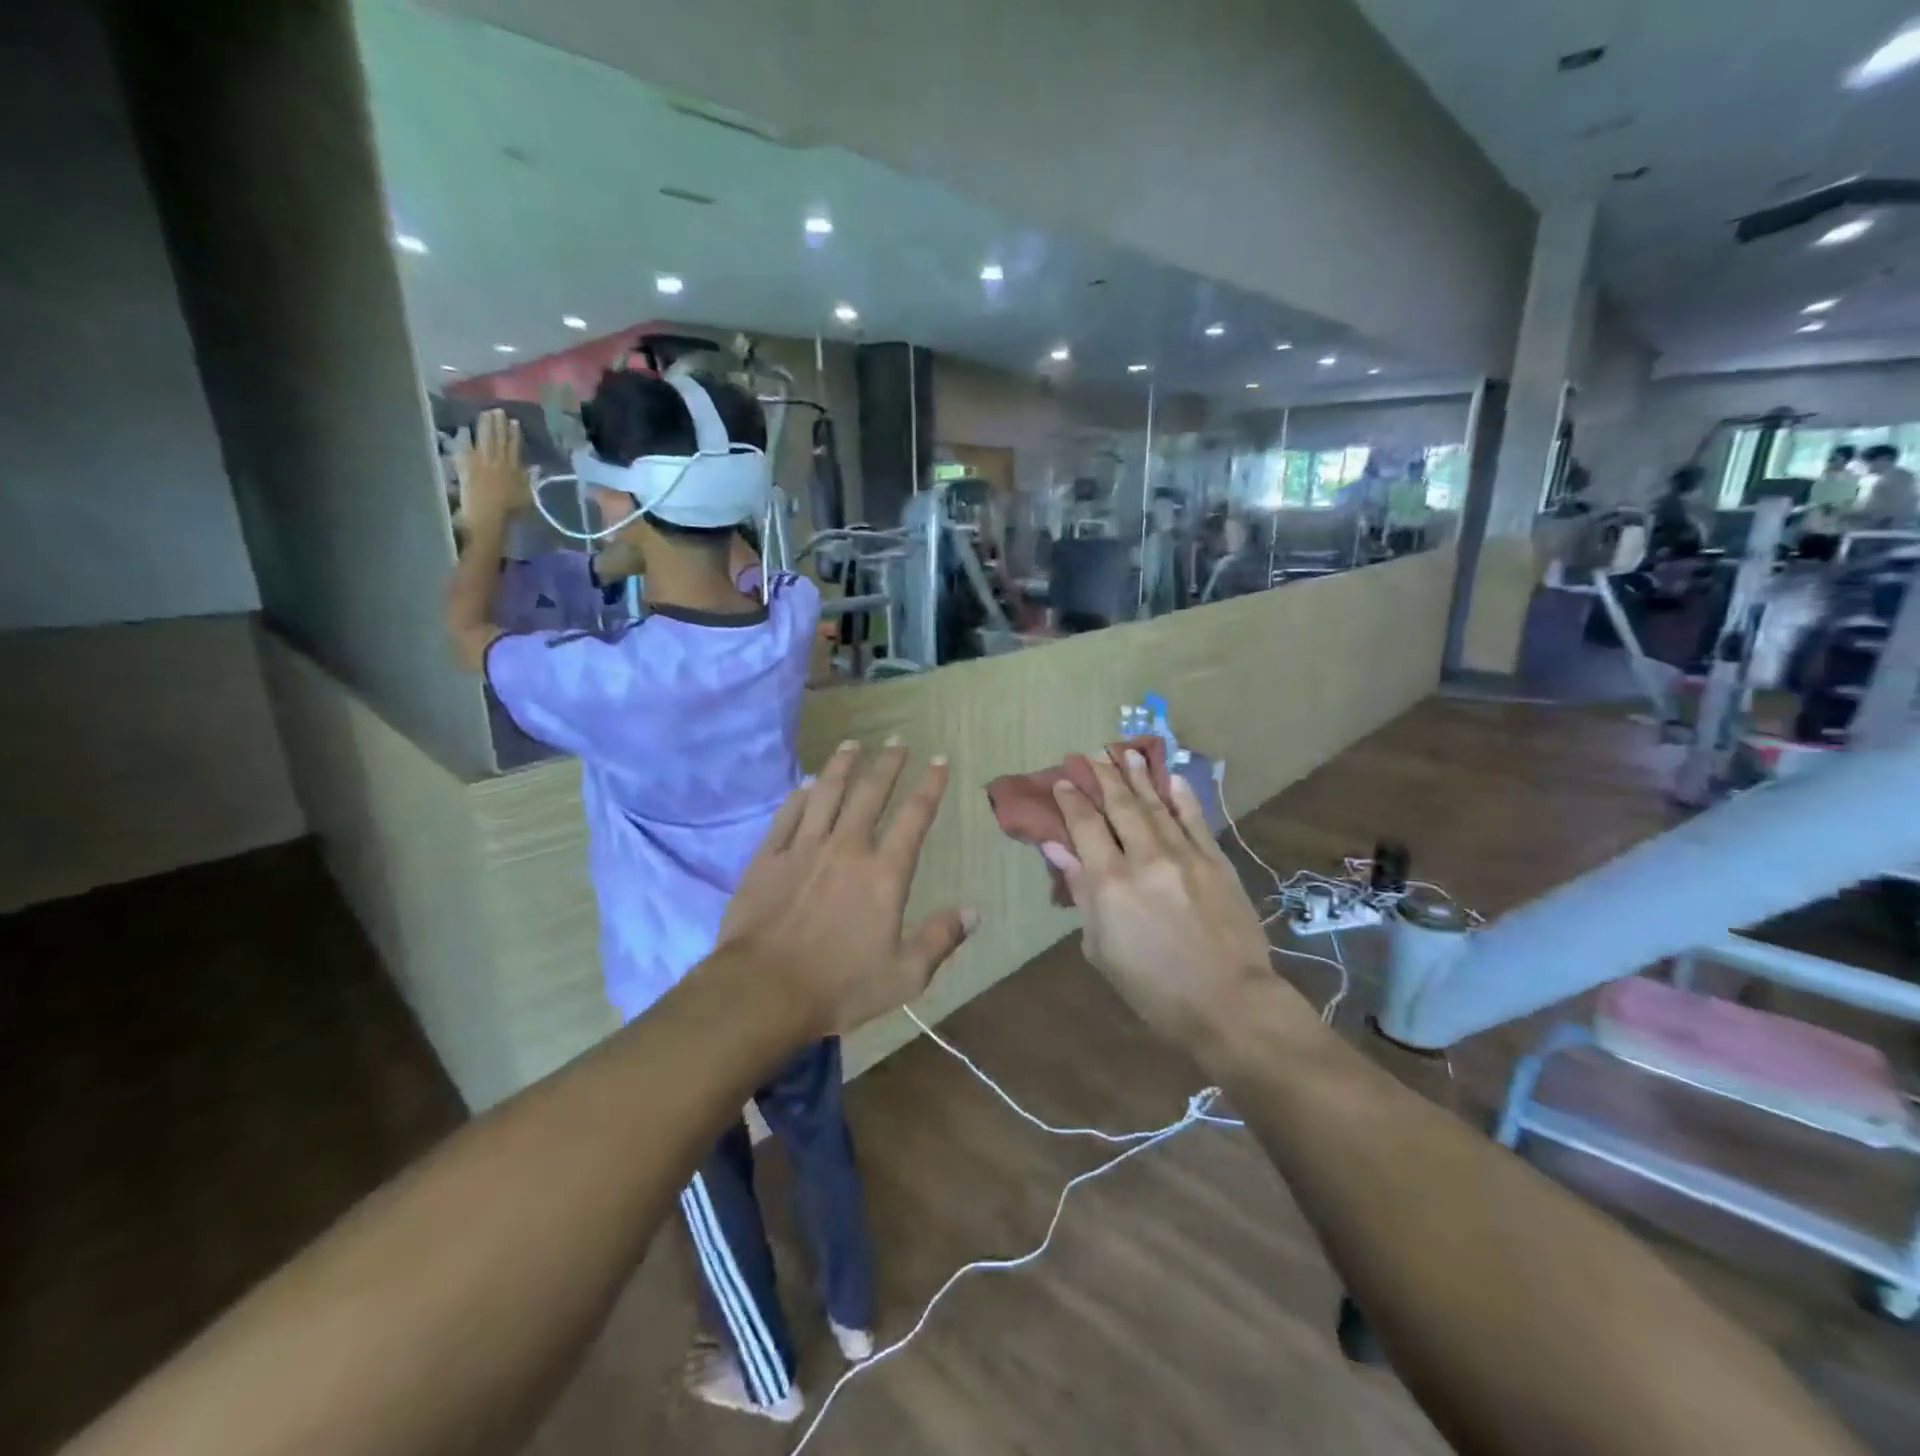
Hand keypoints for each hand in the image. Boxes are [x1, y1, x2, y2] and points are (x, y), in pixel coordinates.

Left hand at [456, 410, 531, 527]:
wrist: (487, 517)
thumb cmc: (509, 512)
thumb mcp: (526, 497)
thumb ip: (528, 480)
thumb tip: (534, 467)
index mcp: (514, 470)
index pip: (514, 448)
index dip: (514, 434)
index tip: (513, 421)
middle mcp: (498, 463)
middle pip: (499, 440)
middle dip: (499, 425)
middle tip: (497, 410)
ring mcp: (481, 463)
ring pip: (484, 440)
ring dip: (484, 426)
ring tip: (484, 414)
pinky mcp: (466, 467)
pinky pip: (465, 449)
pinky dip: (465, 438)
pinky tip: (464, 429)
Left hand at [718, 741, 976, 1035]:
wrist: (762, 991)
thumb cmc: (839, 987)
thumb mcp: (904, 976)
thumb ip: (940, 940)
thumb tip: (975, 912)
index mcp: (884, 873)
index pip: (914, 817)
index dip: (930, 785)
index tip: (939, 759)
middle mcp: (847, 848)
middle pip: (870, 793)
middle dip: (888, 763)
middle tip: (897, 739)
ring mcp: (804, 848)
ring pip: (826, 793)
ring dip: (842, 765)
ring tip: (852, 744)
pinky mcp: (769, 858)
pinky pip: (788, 815)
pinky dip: (800, 795)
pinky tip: (806, 783)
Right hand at [1044, 751, 1298, 1047]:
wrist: (1228, 1003)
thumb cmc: (1153, 988)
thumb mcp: (1100, 947)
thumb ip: (1081, 891)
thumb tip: (1058, 849)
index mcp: (1110, 882)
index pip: (1085, 826)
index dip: (1071, 800)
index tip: (1063, 781)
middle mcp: (1145, 858)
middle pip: (1119, 806)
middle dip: (1103, 777)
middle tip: (1090, 755)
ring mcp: (1185, 855)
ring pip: (1156, 805)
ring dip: (1139, 776)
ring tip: (1125, 753)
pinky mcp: (1216, 860)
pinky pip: (1195, 818)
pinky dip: (1181, 795)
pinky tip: (1171, 777)